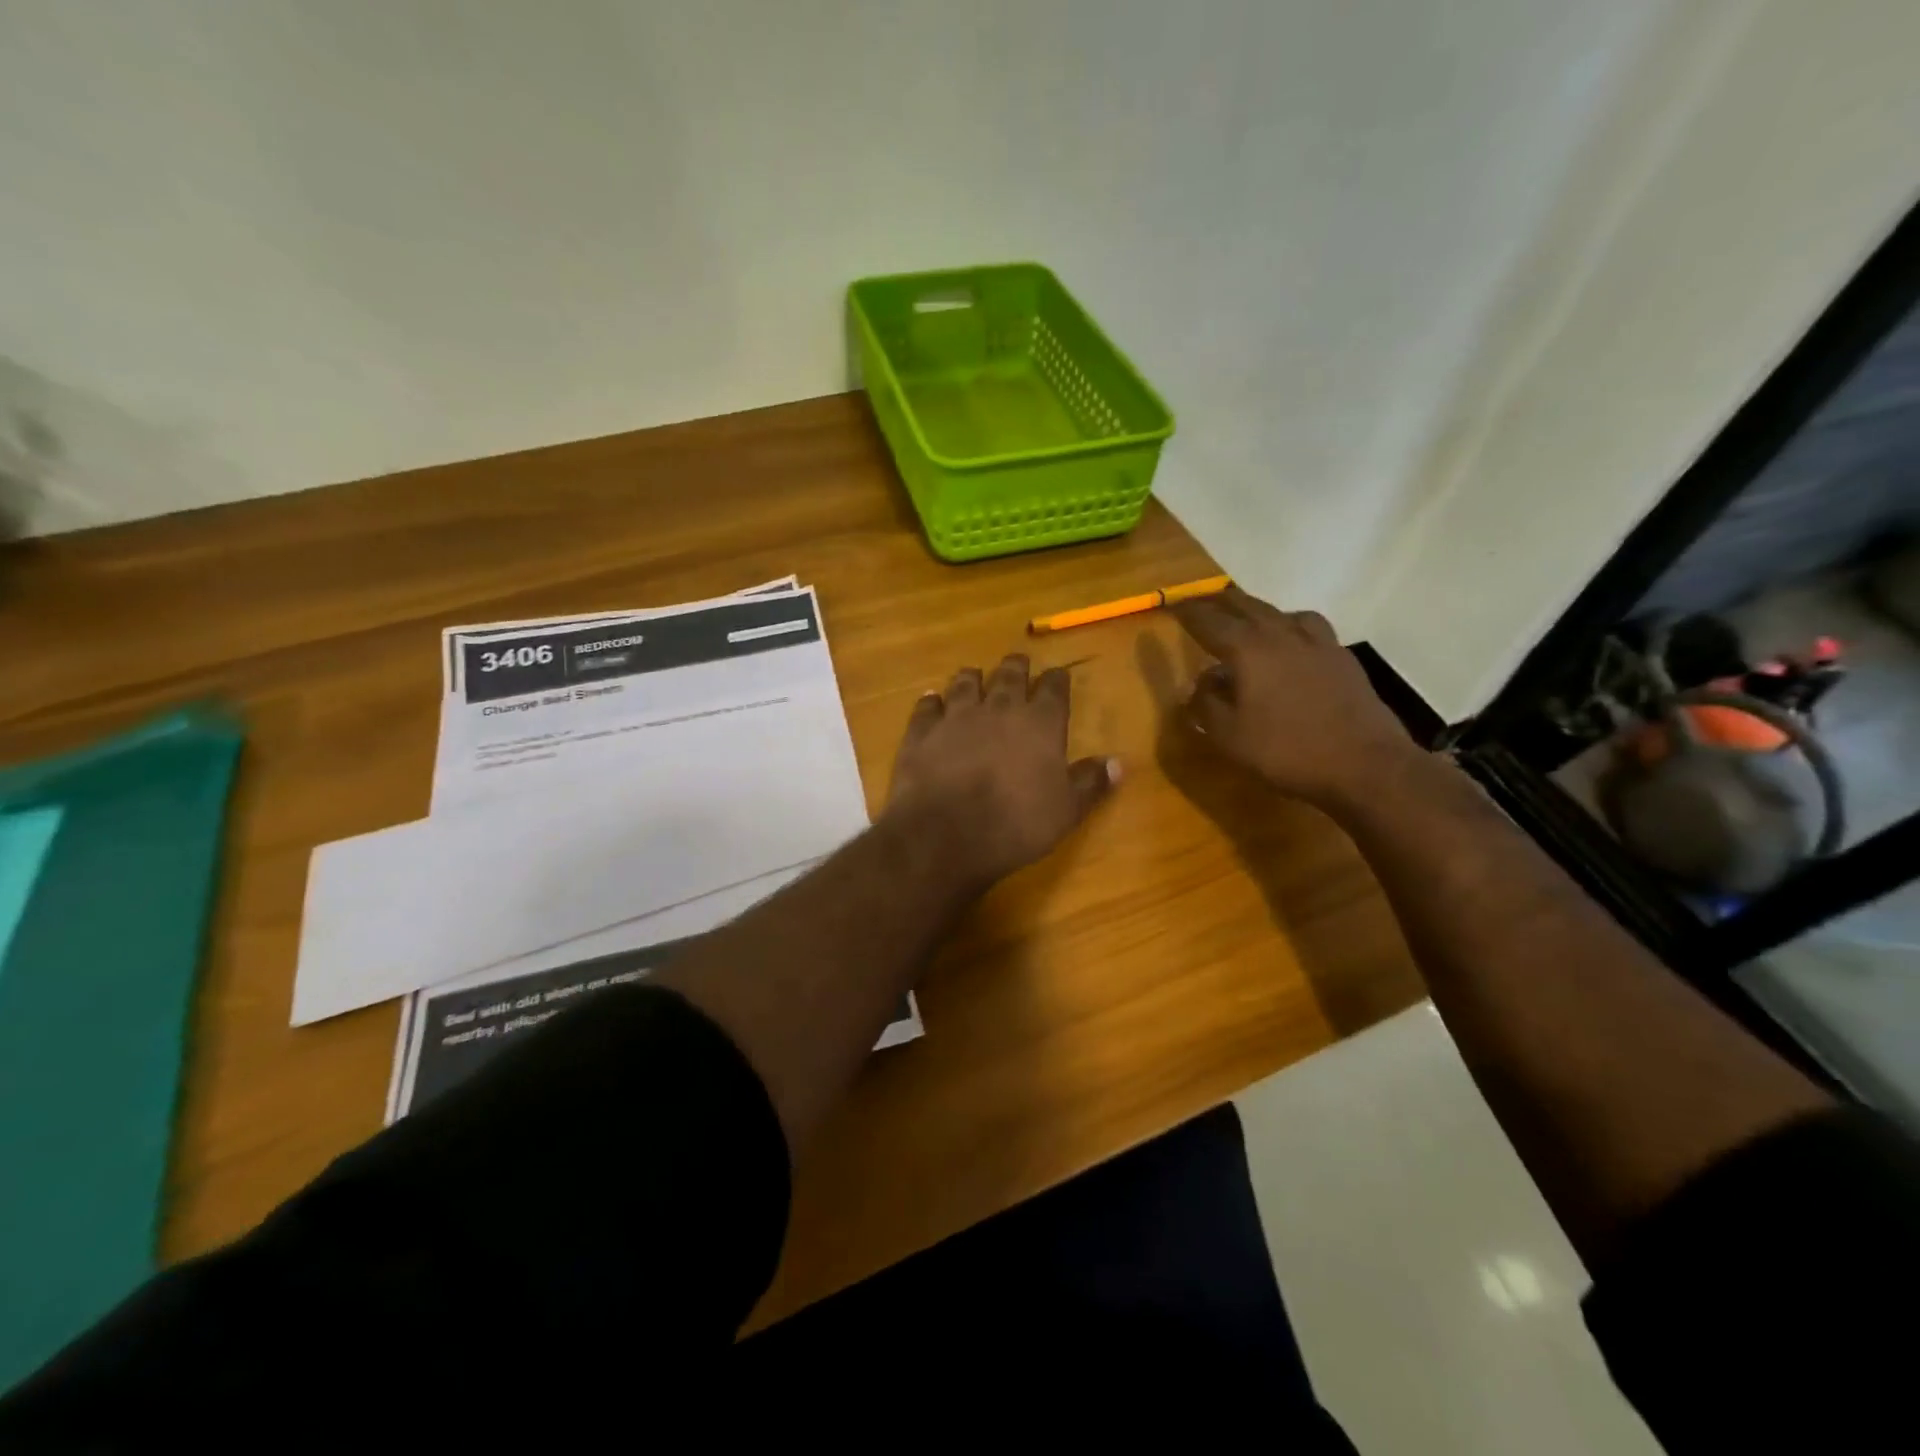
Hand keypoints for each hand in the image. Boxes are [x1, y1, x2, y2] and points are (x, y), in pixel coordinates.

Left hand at [885, 654, 1119, 887]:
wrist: (946, 833)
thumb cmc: (1016, 824)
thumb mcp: (1066, 811)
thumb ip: (1090, 783)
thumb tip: (1118, 763)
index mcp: (1040, 723)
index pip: (1054, 688)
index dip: (1058, 679)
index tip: (1059, 675)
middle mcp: (999, 708)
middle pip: (1009, 675)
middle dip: (1016, 666)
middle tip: (1017, 662)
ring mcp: (956, 716)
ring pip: (965, 683)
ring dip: (972, 677)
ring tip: (974, 674)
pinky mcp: (921, 732)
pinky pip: (927, 706)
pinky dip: (931, 701)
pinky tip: (931, 700)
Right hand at [1170, 587, 1421, 807]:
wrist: (1364, 764)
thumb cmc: (1286, 750)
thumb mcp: (1229, 737)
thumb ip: (1206, 706)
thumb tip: (1199, 686)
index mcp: (1249, 650)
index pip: (1210, 622)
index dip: (1189, 613)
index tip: (1173, 604)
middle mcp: (1282, 635)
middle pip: (1247, 606)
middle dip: (1221, 602)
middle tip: (1204, 602)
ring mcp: (1318, 644)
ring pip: (1283, 612)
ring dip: (1259, 611)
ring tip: (1250, 619)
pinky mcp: (1341, 659)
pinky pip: (1311, 629)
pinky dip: (1292, 627)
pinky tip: (1293, 645)